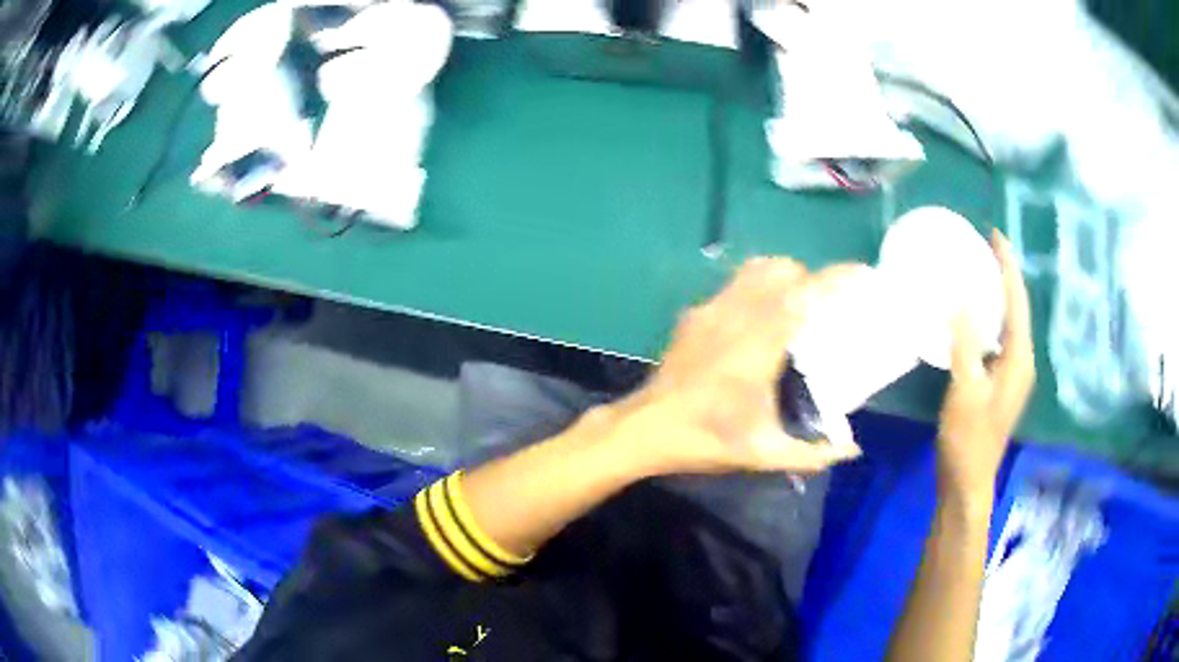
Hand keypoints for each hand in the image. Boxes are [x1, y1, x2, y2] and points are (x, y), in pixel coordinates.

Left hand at [614, 257, 867, 476]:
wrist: (644, 429)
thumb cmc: (705, 438)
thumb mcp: (764, 453)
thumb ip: (813, 452)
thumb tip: (851, 450)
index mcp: (760, 341)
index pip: (806, 292)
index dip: (839, 278)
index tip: (863, 276)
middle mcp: (737, 313)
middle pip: (782, 269)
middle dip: (811, 279)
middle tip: (825, 307)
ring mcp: (711, 309)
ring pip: (755, 270)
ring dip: (782, 278)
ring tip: (795, 307)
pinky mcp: (693, 315)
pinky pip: (733, 286)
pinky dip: (755, 289)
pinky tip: (756, 322)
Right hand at [936, 230, 1035, 506]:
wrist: (967, 482)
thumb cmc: (968, 439)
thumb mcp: (965, 389)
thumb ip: (966, 340)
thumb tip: (961, 293)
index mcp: (1019, 358)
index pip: (1017, 300)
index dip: (1007, 265)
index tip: (994, 234)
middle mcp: (1021, 361)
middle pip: (1016, 308)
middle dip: (1003, 275)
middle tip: (982, 247)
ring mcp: (1011, 373)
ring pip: (1007, 323)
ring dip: (995, 295)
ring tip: (976, 270)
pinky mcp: (999, 383)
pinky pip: (996, 338)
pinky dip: (987, 318)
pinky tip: (970, 315)